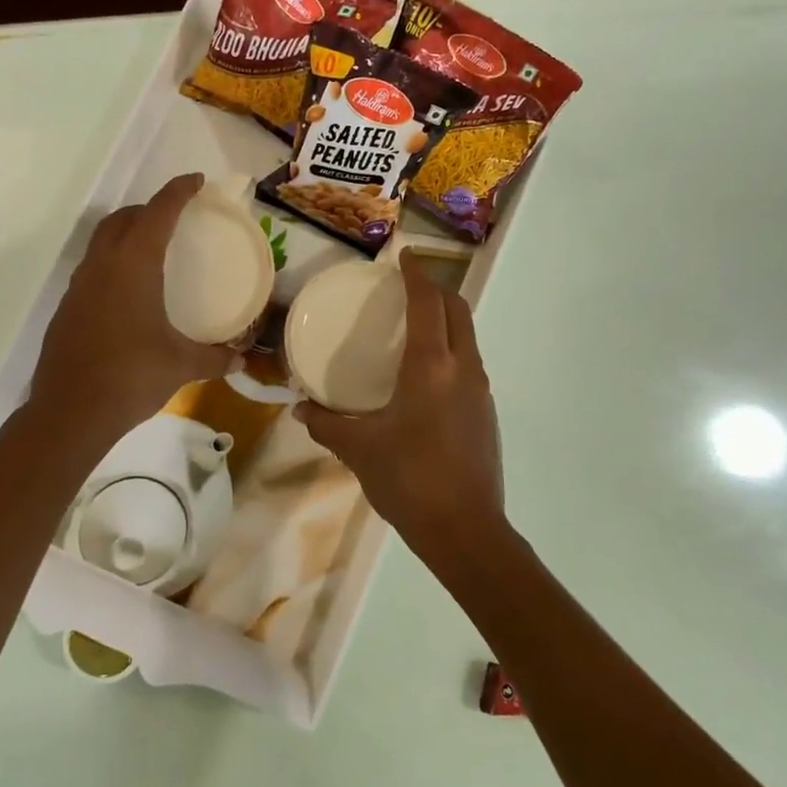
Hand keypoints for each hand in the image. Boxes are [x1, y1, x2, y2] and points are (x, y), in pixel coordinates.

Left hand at [31, 173, 233, 439]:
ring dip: (125, 234)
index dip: (178, 192)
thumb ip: (214, 358)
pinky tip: (128, 293)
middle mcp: (102, 266)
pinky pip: (92, 270)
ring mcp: (79, 287)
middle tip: (173, 217)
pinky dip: (112, 264)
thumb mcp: (181, 365)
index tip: (195, 181)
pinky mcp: (67, 309)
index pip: (158, 213)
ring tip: (151, 250)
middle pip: (122, 219)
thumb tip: (241, 361)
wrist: (70, 412)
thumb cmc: (131, 376)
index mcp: (133, 266)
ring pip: (101, 243)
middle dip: (148, 209)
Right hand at [294, 251, 507, 556]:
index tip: (405, 257)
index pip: (429, 303)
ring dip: (448, 318)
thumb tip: (299, 408)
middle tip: (408, 285)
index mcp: (431, 366)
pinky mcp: (486, 413)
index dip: (417, 275)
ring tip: (416, 323)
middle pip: (458, 310)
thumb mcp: (359, 449)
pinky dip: (452, 347)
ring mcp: (480, 391)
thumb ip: (326, 423)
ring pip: (468, 336)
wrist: (465, 530)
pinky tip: (427, 372)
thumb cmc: (409, 480)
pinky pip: (469, 362)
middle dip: (437, 289)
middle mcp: (463, 368)